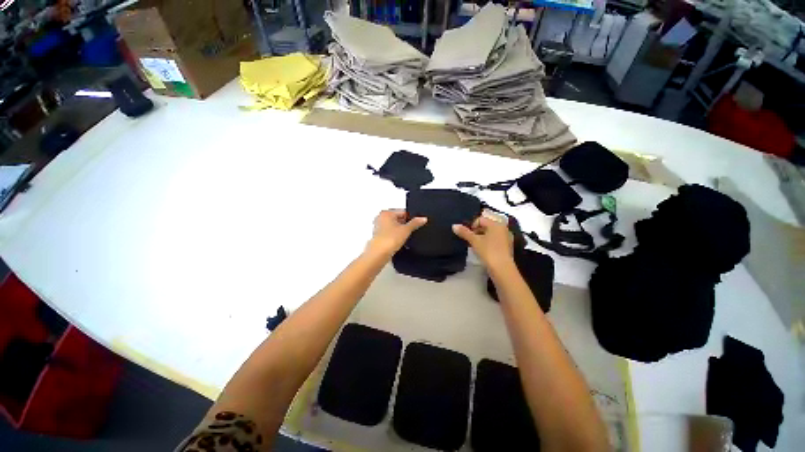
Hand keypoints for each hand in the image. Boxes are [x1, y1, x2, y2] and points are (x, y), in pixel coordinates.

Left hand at [366, 209, 426, 258]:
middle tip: (410, 231)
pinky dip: (395, 237)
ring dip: (400, 232)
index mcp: (386, 213)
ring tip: (404, 238)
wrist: (379, 254)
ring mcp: (379, 228)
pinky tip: (399, 242)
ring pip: (394, 227)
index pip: (403, 212)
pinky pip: (391, 235)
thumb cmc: (388, 240)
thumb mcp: (406, 230)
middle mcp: (381, 219)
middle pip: (398, 219)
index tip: (417, 223)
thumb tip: (422, 219)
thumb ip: (415, 223)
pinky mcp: (379, 237)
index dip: (411, 218)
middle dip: (405, 225)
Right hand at [452, 213, 513, 270]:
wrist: (502, 269)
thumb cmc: (488, 251)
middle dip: (476, 232)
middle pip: (486, 226)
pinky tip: (484, 251)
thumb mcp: (474, 241)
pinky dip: (488, 243)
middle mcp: (503, 229)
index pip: (480, 220)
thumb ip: (464, 232)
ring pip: (490, 234)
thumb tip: (454, 226)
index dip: (471, 226)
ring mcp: (507, 238)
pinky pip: (495, 241)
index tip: (468, 236)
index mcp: (496, 224)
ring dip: (482, 238)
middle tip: (471, 241)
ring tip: (476, 247)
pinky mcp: (507, 247)